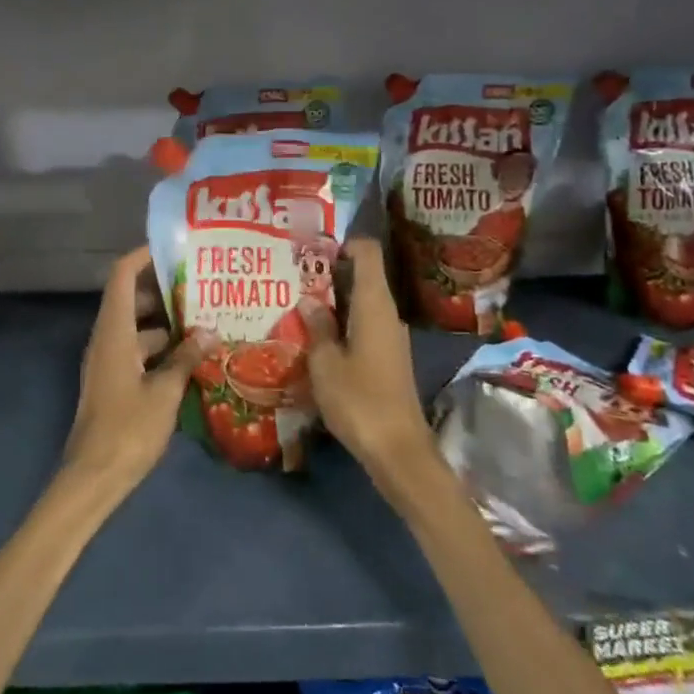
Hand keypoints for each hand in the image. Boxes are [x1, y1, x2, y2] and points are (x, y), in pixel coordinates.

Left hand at [61, 248, 197, 494]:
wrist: (93, 478)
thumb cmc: (128, 429)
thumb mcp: (164, 392)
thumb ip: (186, 358)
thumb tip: (209, 331)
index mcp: (113, 332)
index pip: (122, 276)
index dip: (143, 256)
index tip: (174, 248)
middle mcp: (106, 339)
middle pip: (131, 299)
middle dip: (164, 290)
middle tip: (201, 285)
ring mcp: (108, 362)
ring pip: (138, 328)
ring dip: (167, 322)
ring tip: (205, 319)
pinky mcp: (114, 382)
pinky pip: (138, 351)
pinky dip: (162, 348)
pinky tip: (192, 357)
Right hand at [308, 239, 438, 484]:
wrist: (399, 451)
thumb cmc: (359, 400)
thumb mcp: (325, 363)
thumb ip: (317, 327)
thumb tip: (309, 300)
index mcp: (374, 305)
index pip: (367, 253)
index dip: (344, 242)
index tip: (313, 246)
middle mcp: (388, 314)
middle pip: (363, 276)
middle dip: (330, 271)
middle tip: (294, 273)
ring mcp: (391, 336)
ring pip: (362, 302)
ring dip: (334, 299)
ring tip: (298, 301)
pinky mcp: (389, 357)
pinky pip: (364, 324)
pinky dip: (343, 321)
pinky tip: (318, 334)